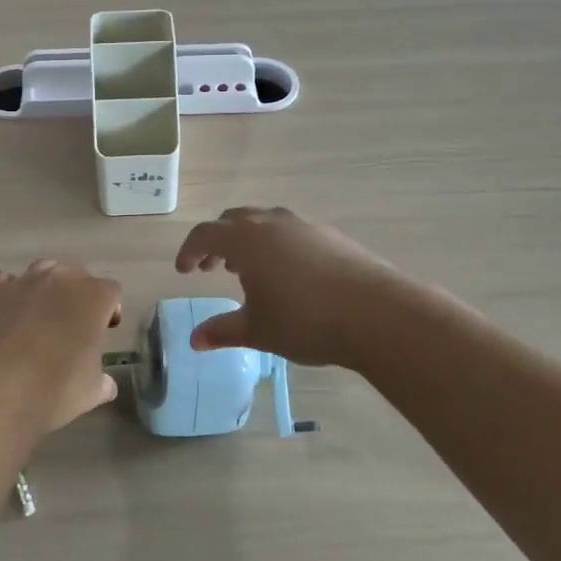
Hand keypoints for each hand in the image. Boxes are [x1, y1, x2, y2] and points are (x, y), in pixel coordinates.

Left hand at [0, 260, 122, 429]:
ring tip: (41, 315)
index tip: (105, 330)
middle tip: (73, 324)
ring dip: (48, 287)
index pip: (112, 292)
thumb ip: (103, 381)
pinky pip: (8, 282)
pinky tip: (9, 315)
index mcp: (94, 297)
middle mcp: (62, 279)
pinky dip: (12, 294)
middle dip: (79, 295)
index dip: (110, 310)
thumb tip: (105, 384)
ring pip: (44, 270)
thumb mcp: (92, 392)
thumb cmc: (54, 390)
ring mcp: (25, 280)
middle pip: (78, 275)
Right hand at [174, 207, 405, 367]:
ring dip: (247, 240)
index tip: (184, 271)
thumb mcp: (258, 330)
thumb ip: (222, 331)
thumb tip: (194, 340)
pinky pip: (289, 230)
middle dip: (217, 242)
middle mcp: (271, 223)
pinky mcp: (330, 234)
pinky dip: (275, 244)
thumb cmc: (306, 321)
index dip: (189, 251)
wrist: (377, 313)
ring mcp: (303, 225)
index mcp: (246, 240)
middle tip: (211, 268)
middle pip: (233, 220)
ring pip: (263, 222)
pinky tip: (287, 273)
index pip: (205, 234)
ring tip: (247, 270)